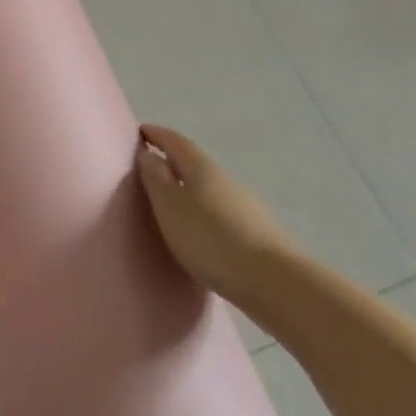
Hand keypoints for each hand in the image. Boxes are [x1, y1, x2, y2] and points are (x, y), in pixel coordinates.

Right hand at [136, 123, 294, 305]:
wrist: (275, 282)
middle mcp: (224, 177)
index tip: (139, 132)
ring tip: (171, 204)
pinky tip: (200, 229)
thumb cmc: (211, 239)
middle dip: (171, 162)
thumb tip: (148, 154)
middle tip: (149, 171)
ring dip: (188, 188)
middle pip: (193, 162)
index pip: (174, 140)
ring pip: (208, 187)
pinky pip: (220, 209)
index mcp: (201, 166)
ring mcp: (245, 203)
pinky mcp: (256, 230)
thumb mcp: (170, 206)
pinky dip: (204, 210)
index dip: (155, 134)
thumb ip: (155, 178)